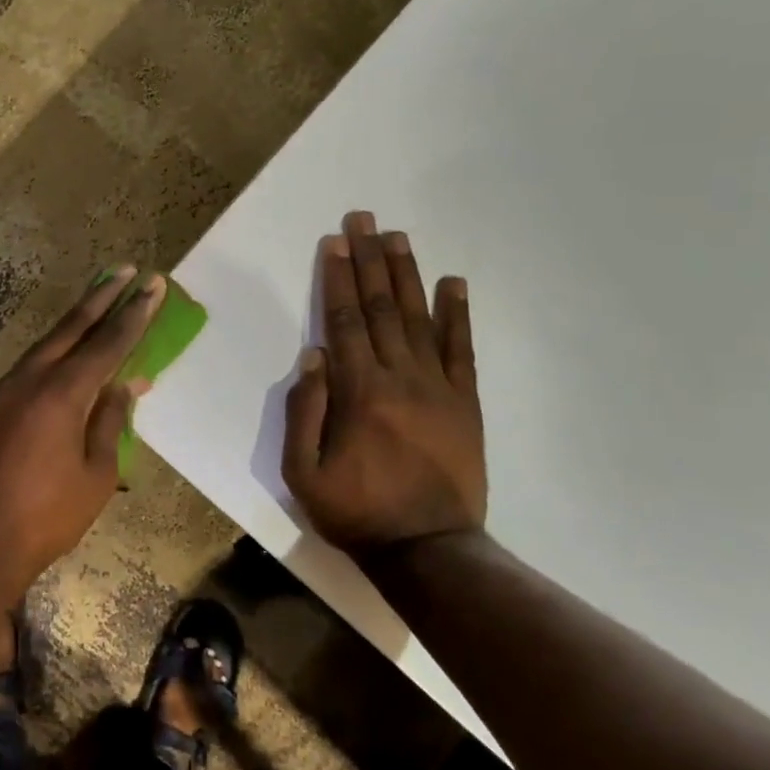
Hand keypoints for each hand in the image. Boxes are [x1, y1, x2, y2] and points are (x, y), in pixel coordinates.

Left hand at [0, 267, 164, 591]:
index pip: (107, 344)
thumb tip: (127, 384)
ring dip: (74, 323)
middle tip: (125, 271)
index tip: (152, 285)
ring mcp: (0, 390)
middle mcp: (27, 379)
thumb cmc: (46, 517)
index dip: (133, 314)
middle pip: (70, 327)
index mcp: (61, 394)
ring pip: (44, 345)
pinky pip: (26, 371)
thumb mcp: (97, 475)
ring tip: (99, 303)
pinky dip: (51, 357)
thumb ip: (111, 421)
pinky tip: (62, 362)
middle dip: (100, 297)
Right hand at [282, 212, 485, 558]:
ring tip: (397, 237)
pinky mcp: (465, 402)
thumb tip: (314, 356)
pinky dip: (457, 314)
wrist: (428, 550)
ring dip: (405, 274)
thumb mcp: (304, 472)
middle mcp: (399, 376)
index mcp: (358, 391)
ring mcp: (438, 387)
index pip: (343, 321)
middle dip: (368, 259)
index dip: (336, 278)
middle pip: (379, 307)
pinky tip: (453, 284)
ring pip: (417, 318)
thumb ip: (305, 411)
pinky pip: (461, 349)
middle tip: (363, 219)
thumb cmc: (356, 511)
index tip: (334, 242)